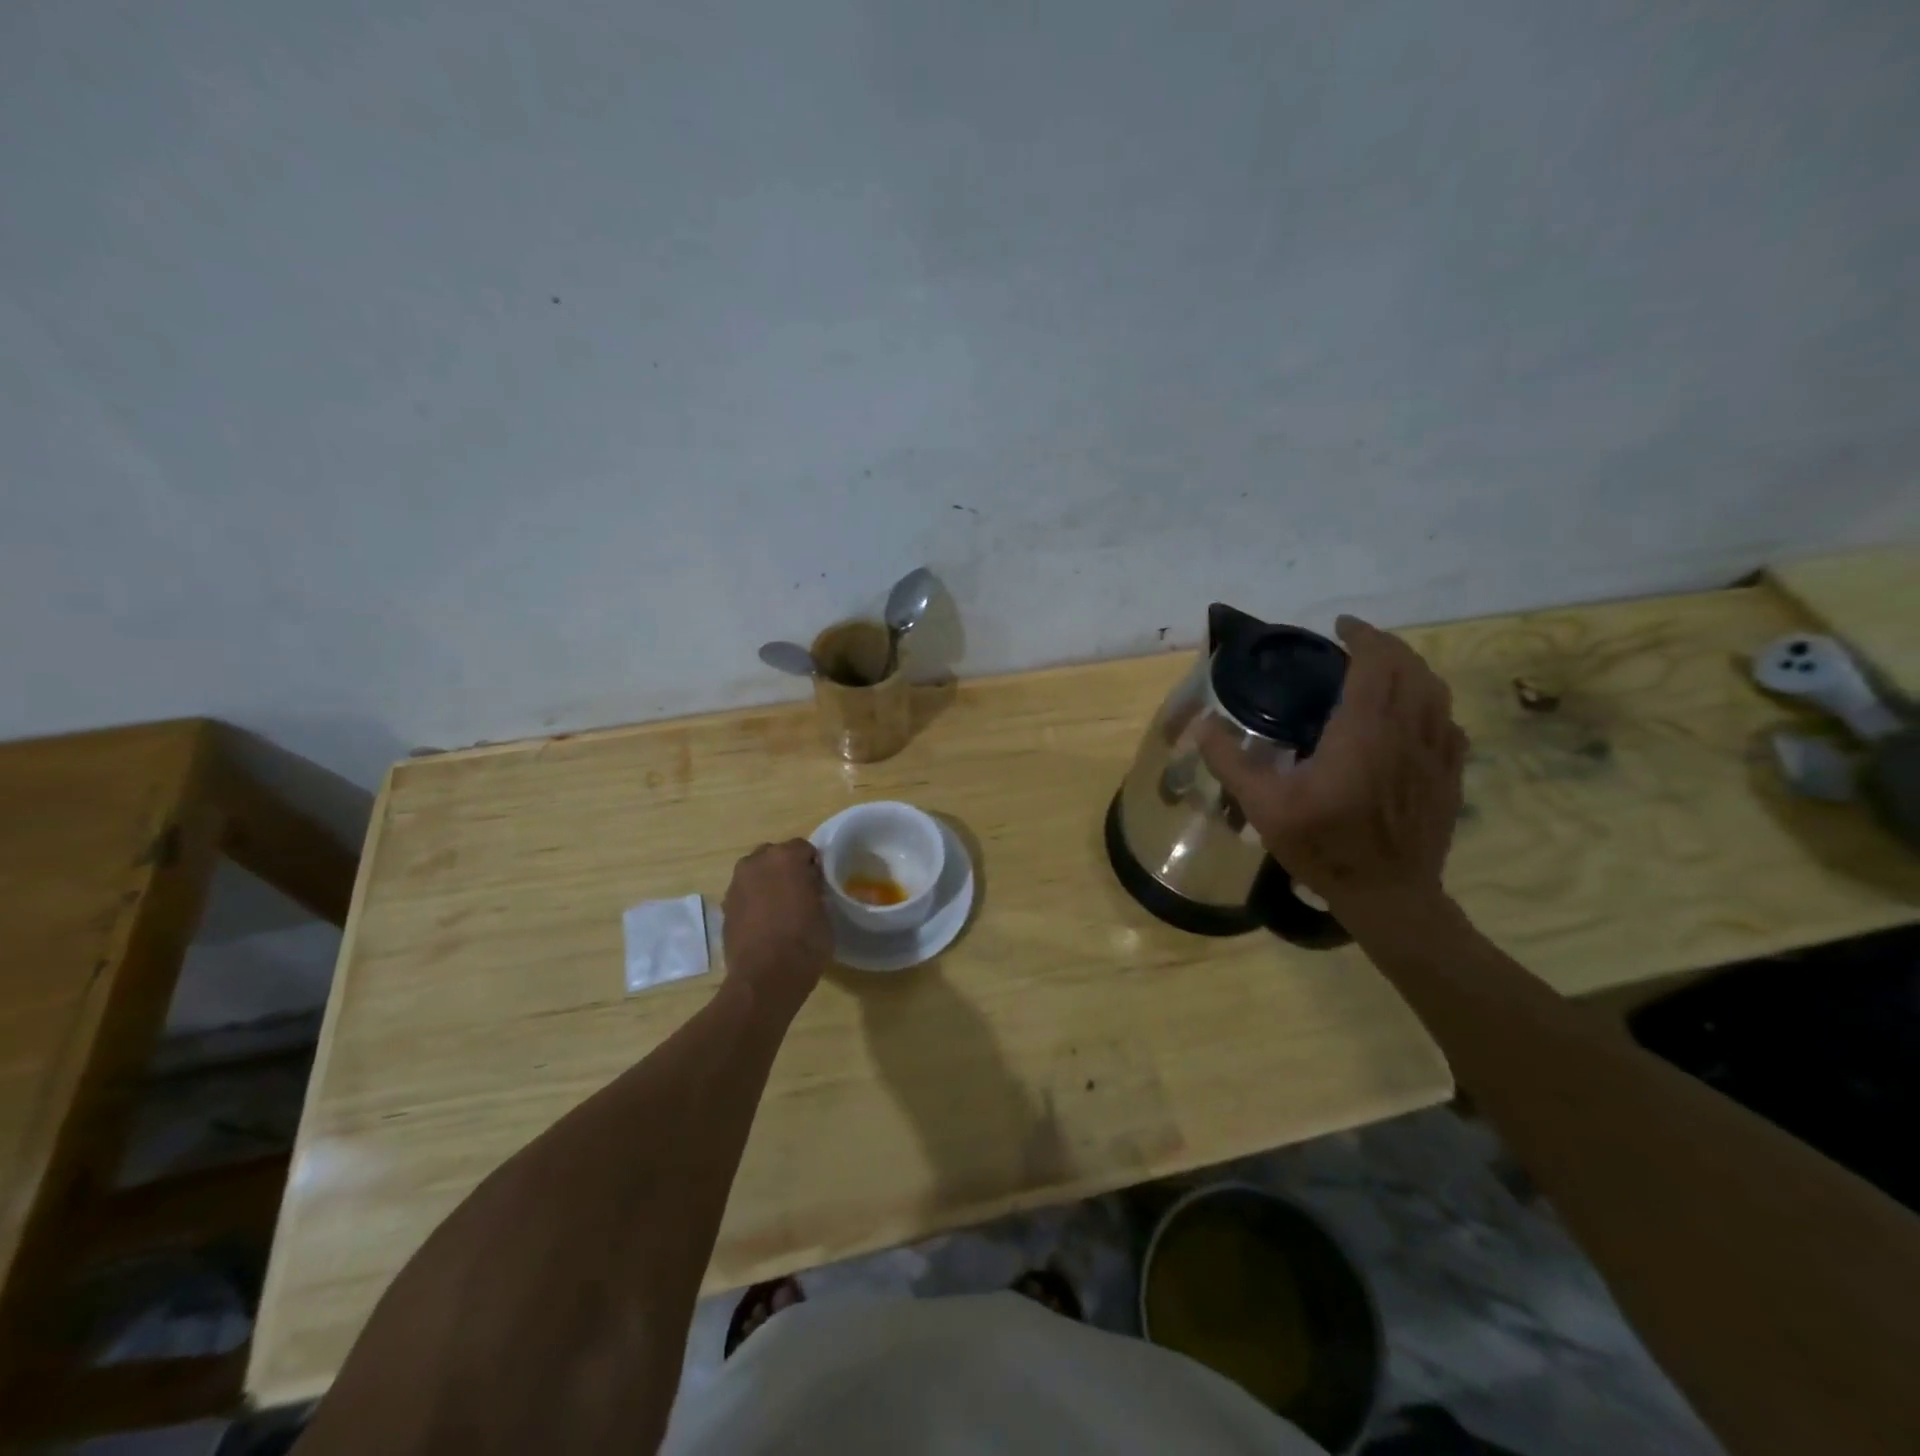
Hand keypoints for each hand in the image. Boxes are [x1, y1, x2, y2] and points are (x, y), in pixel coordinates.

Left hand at [722, 840, 831, 1018]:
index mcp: (786, 858)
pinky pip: (745, 894)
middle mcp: (756, 863)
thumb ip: (815, 890)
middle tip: (800, 892)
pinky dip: (754, 901)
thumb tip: (809, 888)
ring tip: (780, 909)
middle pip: (775, 856)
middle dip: (786, 869)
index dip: (813, 865)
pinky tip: (764, 923)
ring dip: (767, 884)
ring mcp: (736, 884)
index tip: (819, 883)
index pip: (804, 848)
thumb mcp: (824, 912)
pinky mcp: (725, 906)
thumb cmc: (804, 942)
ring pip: (756, 874)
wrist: (765, 978)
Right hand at [1200, 615, 1467, 917]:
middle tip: (1356, 644)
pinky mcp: (1450, 776)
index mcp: (1365, 731)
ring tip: (1385, 670)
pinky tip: (1413, 717)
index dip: (1362, 637)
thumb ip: (1230, 761)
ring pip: (1435, 692)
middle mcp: (1408, 731)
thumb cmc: (1324, 847)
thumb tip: (1201, 725)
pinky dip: (1431, 705)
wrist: (1388, 895)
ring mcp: (1437, 754)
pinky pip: (1448, 723)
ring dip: (1412, 670)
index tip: (1340, 627)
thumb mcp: (1263, 806)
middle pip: (1411, 668)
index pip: (1375, 663)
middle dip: (1386, 646)